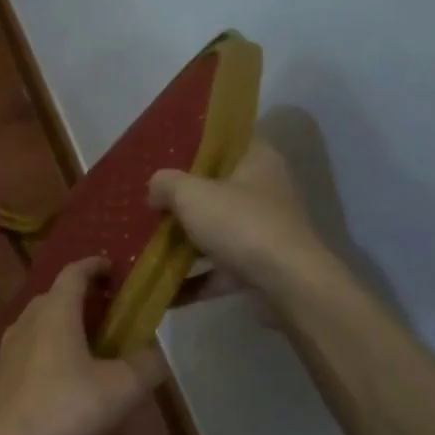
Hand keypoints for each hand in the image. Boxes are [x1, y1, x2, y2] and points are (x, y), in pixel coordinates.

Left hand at [0, 257, 165, 434]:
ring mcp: (9, 345)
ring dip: (63, 324)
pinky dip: (49, 348)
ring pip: (40, 322)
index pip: (74, 272)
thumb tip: (157, 356)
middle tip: (108, 311)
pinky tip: (63, 375)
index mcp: (56, 310)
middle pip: (55, 295)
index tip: (112, 267)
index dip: (95, 265)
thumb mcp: (121, 388)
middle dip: (82, 297)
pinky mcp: (0, 371)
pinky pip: (29, 347)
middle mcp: (28, 318)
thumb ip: (146, 366)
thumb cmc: (64, 404)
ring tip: (88, 344)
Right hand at [149, 142, 328, 295]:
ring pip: (216, 231)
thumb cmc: (241, 224)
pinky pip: (219, 270)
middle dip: (182, 200)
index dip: (194, 147)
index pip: (226, 143)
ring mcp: (263, 232)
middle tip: (150, 203)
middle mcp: (266, 192)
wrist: (286, 284)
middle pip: (217, 190)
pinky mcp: (259, 267)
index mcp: (258, 160)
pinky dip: (194, 279)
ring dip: (185, 242)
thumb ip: (166, 184)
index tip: (164, 157)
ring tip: (148, 246)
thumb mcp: (191, 194)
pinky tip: (164, 291)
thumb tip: (155, 188)